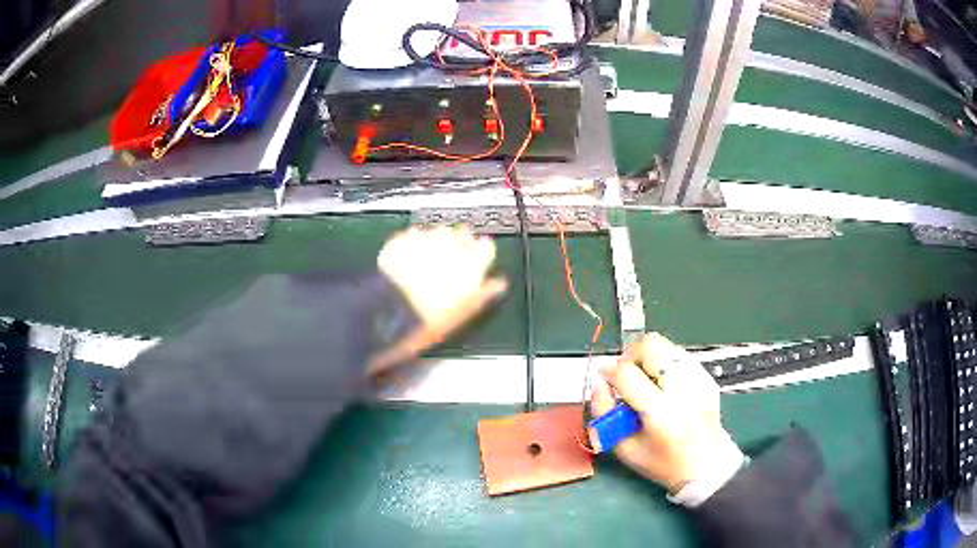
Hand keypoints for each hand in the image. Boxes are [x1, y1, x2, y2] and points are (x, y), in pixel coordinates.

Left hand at [369, 226, 507, 373]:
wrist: (392, 311)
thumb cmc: (433, 318)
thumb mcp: (464, 312)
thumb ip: (484, 293)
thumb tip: (501, 282)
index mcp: (472, 263)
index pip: (487, 247)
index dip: (481, 252)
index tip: (477, 259)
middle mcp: (452, 244)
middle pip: (463, 233)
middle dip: (459, 241)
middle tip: (451, 258)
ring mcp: (425, 239)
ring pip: (438, 230)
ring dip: (437, 239)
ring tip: (429, 255)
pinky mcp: (402, 239)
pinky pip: (413, 234)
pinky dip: (414, 242)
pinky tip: (409, 255)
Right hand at [591, 333, 740, 493]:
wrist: (707, 465)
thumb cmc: (664, 463)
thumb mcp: (625, 448)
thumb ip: (605, 413)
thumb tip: (598, 381)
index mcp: (661, 413)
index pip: (627, 374)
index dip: (610, 373)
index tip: (606, 380)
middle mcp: (682, 389)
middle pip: (650, 345)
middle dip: (630, 356)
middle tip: (626, 376)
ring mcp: (698, 379)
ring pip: (664, 345)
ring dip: (647, 358)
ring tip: (645, 382)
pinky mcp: (706, 377)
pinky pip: (678, 356)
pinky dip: (664, 364)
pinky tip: (663, 386)